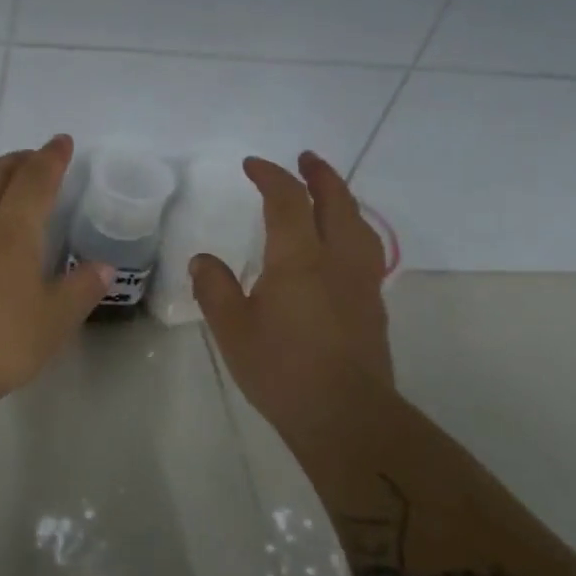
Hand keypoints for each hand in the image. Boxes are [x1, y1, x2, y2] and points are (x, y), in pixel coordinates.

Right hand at [190, 152, 394, 437]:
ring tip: (328, 192)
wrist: (346, 416)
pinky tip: (341, 244)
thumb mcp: (232, 329)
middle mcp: (336, 260)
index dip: (271, 176)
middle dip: (320, 175)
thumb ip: (215, 288)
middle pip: (336, 202)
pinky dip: (351, 228)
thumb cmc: (282, 370)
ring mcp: (361, 282)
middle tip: (306, 158)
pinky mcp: (372, 305)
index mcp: (299, 258)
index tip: (252, 165)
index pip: (288, 200)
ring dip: (342, 198)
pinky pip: (364, 248)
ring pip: (358, 224)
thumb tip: (203, 261)